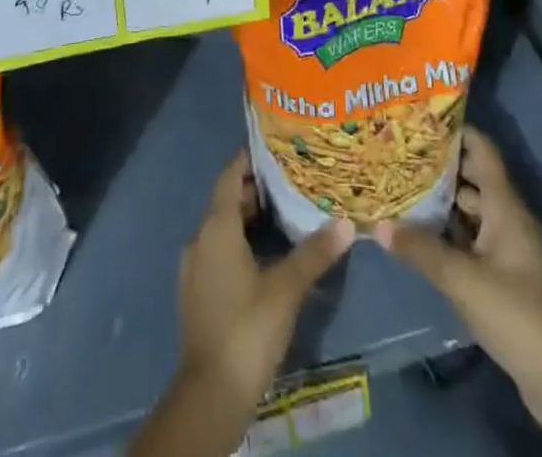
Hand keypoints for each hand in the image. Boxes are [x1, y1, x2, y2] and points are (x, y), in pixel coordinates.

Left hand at [133, 154, 354, 456]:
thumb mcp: (286, 288)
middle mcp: (200, 239)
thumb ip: (314, 253)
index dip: (250, 159)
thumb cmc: (248, 328)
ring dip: (250, 218)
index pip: (230, 175)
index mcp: (216, 227)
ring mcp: (195, 267)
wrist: (211, 394)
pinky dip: (241, 242)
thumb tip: (346, 222)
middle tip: (292, 180)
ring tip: (285, 214)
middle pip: (227, 200)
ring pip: (223, 228)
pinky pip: (219, 251)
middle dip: (256, 189)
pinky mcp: (198, 292)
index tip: (276, 147)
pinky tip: (267, 254)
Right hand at [376, 127, 541, 435]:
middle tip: (401, 153)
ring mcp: (509, 248)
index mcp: (506, 207)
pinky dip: (450, 230)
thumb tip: (379, 223)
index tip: (421, 119)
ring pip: (472, 210)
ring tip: (403, 187)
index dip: (456, 131)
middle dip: (440, 166)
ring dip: (443, 200)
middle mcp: (509, 218)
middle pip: (473, 178)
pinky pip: (473, 238)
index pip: (482, 151)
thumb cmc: (517, 314)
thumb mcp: (463, 281)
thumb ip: (421, 250)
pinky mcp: (506, 275)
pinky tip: (422, 233)